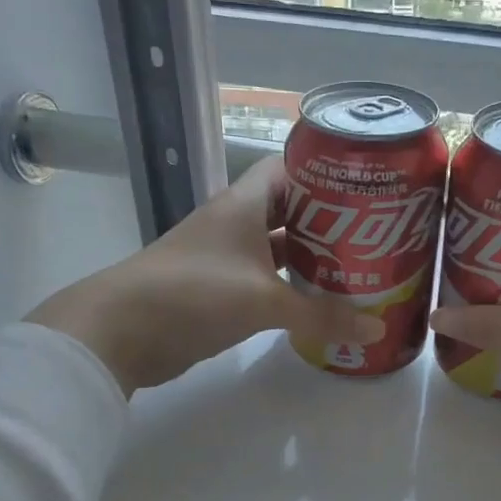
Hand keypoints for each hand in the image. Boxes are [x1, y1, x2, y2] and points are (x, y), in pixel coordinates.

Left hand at [26, 157, 382, 395]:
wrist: (121, 332)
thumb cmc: (195, 294)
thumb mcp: (264, 302)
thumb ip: (321, 316)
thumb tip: (376, 331)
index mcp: (245, 204)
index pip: (291, 169)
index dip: (327, 172)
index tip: (368, 186)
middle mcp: (236, 223)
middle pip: (292, 210)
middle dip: (331, 221)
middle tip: (378, 235)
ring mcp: (226, 258)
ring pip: (280, 249)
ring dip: (313, 258)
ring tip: (361, 267)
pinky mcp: (220, 291)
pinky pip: (266, 282)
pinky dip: (292, 289)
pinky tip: (321, 303)